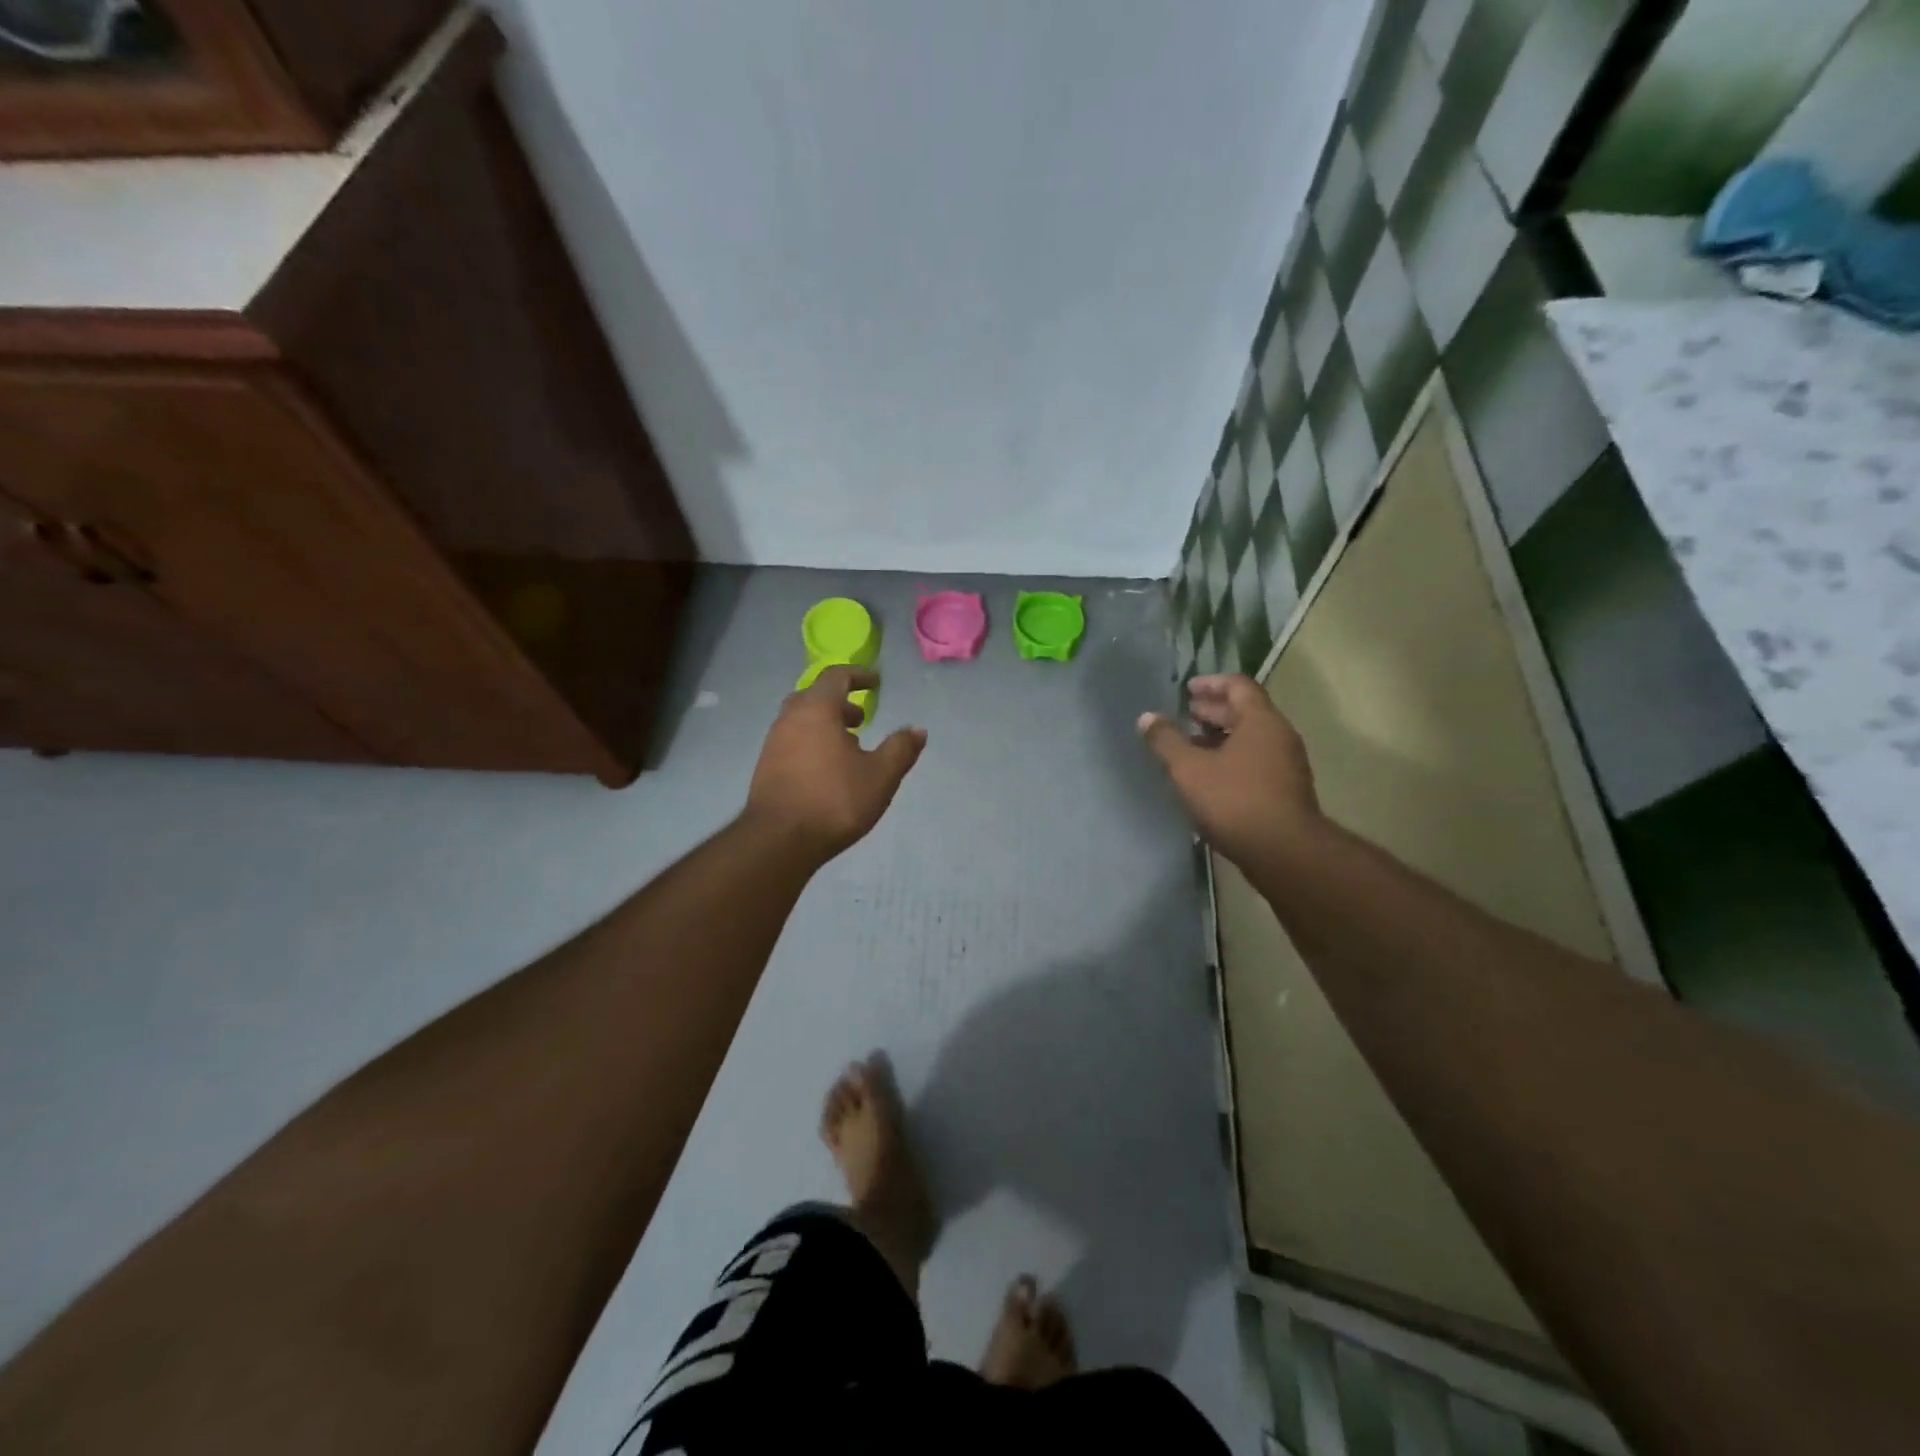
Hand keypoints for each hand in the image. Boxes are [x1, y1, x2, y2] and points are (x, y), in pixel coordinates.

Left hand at [744, 666, 927, 860]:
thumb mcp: (880, 776)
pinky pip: (792, 741)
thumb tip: (917, 730)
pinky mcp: (765, 767)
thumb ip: (901, 749)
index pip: (836, 676)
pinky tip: (827, 770)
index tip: (876, 683)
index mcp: (817, 710)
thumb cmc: (834, 800)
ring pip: (801, 720)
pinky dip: (811, 742)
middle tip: (860, 719)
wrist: (779, 840)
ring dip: (825, 725)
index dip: (858, 675)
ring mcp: (773, 743)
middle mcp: (790, 719)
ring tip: (848, 747)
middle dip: (840, 702)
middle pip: (814, 696)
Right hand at [1138, 674, 1321, 865]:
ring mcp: (1286, 765)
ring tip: (1190, 747)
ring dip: (1221, 737)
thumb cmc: (1234, 800)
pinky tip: (1208, 777)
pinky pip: (1255, 761)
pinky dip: (1231, 759)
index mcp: (1261, 721)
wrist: (1284, 852)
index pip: (1238, 686)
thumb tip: (1147, 718)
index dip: (1211, 683)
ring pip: (1251, 739)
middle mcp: (1279, 736)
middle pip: (1246, 712)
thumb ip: (1166, 741)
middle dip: (1214, 711)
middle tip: (1185, 715)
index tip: (1187, 689)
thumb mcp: (1189, 769)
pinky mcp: (1285, 790)